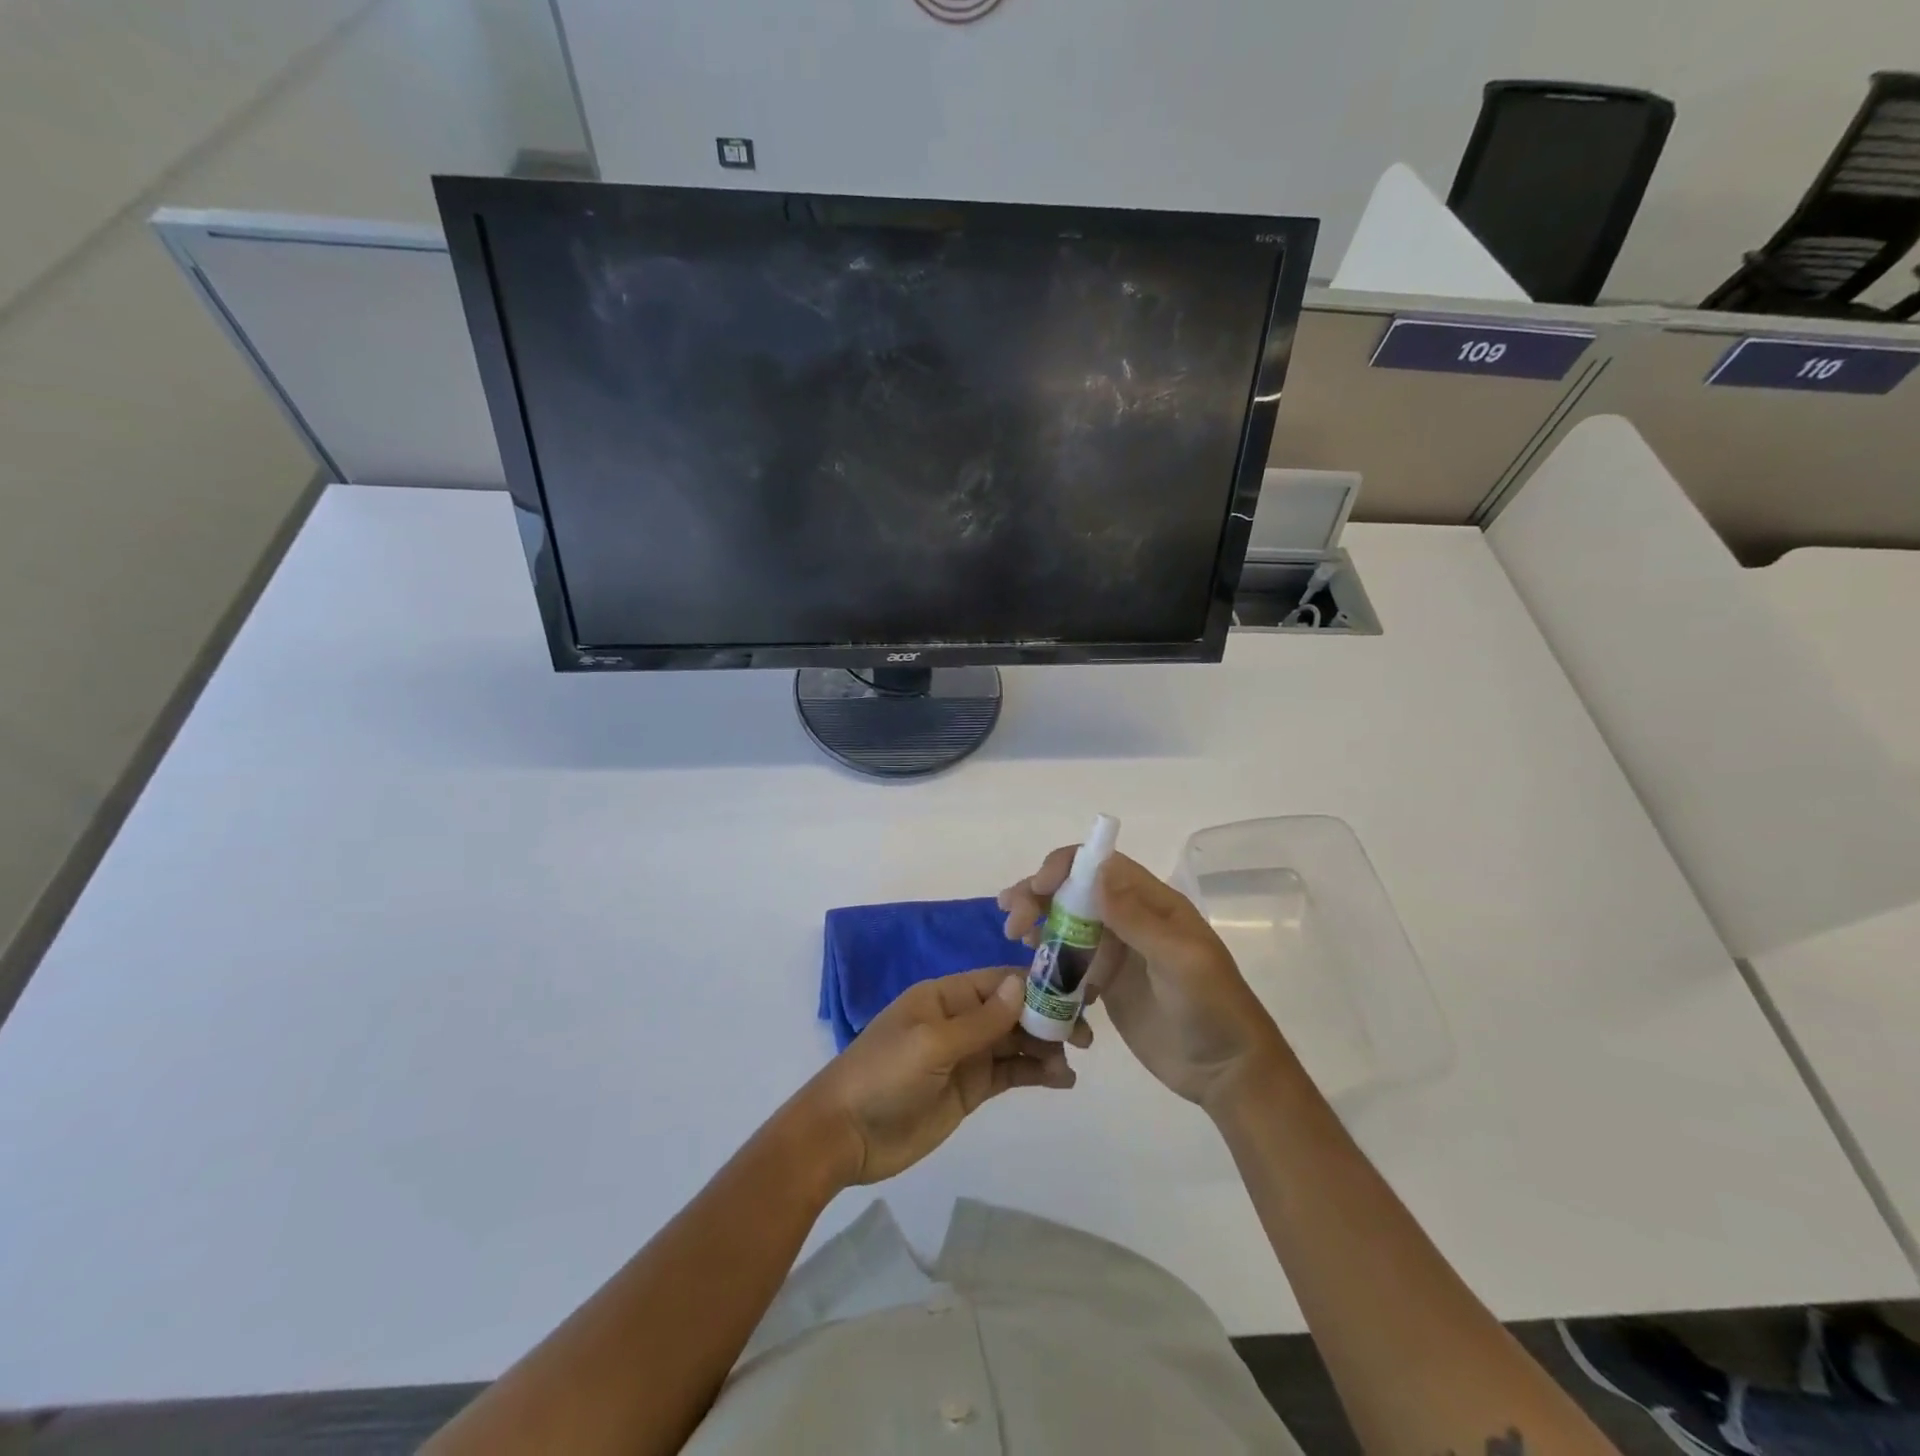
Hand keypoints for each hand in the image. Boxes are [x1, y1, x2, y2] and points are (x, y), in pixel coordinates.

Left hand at [797, 967, 1083, 1185]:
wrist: (844, 1134)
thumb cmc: (884, 1075)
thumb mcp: (932, 1042)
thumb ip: (981, 1020)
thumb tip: (1023, 984)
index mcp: (945, 995)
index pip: (999, 982)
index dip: (1037, 986)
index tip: (1075, 996)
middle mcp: (959, 1019)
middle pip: (1013, 1011)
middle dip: (1048, 1019)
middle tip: (1085, 1037)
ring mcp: (966, 1055)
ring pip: (1016, 1043)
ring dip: (1046, 1049)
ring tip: (1071, 1065)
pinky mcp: (970, 1089)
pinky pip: (1010, 1073)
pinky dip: (1036, 1074)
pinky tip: (1061, 1081)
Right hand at [999, 850, 1284, 1113]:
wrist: (1226, 1072)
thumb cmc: (1212, 1009)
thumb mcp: (1180, 961)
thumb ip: (1136, 918)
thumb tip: (1095, 870)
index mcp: (1152, 902)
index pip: (1100, 865)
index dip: (1063, 868)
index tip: (1035, 889)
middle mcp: (1130, 918)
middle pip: (1074, 891)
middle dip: (1039, 896)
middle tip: (1013, 923)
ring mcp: (1116, 951)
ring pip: (1066, 923)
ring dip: (1038, 924)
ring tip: (1017, 940)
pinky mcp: (1105, 983)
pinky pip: (1068, 962)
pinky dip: (1047, 961)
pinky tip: (1033, 974)